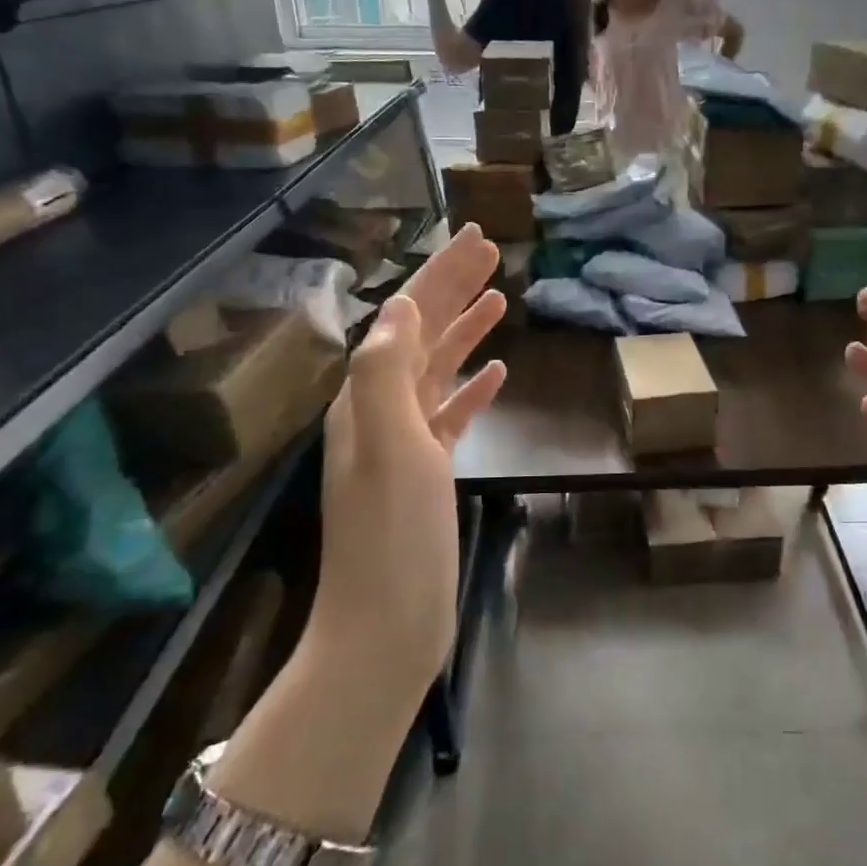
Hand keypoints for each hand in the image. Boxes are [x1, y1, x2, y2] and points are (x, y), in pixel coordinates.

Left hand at [313, 226, 505, 691]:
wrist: (386, 626)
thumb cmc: (392, 536)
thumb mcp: (387, 445)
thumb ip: (386, 372)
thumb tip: (402, 307)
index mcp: (367, 396)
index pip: (406, 317)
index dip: (440, 275)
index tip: (475, 239)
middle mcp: (380, 410)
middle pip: (422, 334)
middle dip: (455, 289)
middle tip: (492, 252)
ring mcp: (404, 442)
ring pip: (437, 370)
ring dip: (465, 331)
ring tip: (499, 300)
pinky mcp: (426, 472)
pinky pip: (449, 413)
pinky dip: (470, 388)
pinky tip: (495, 373)